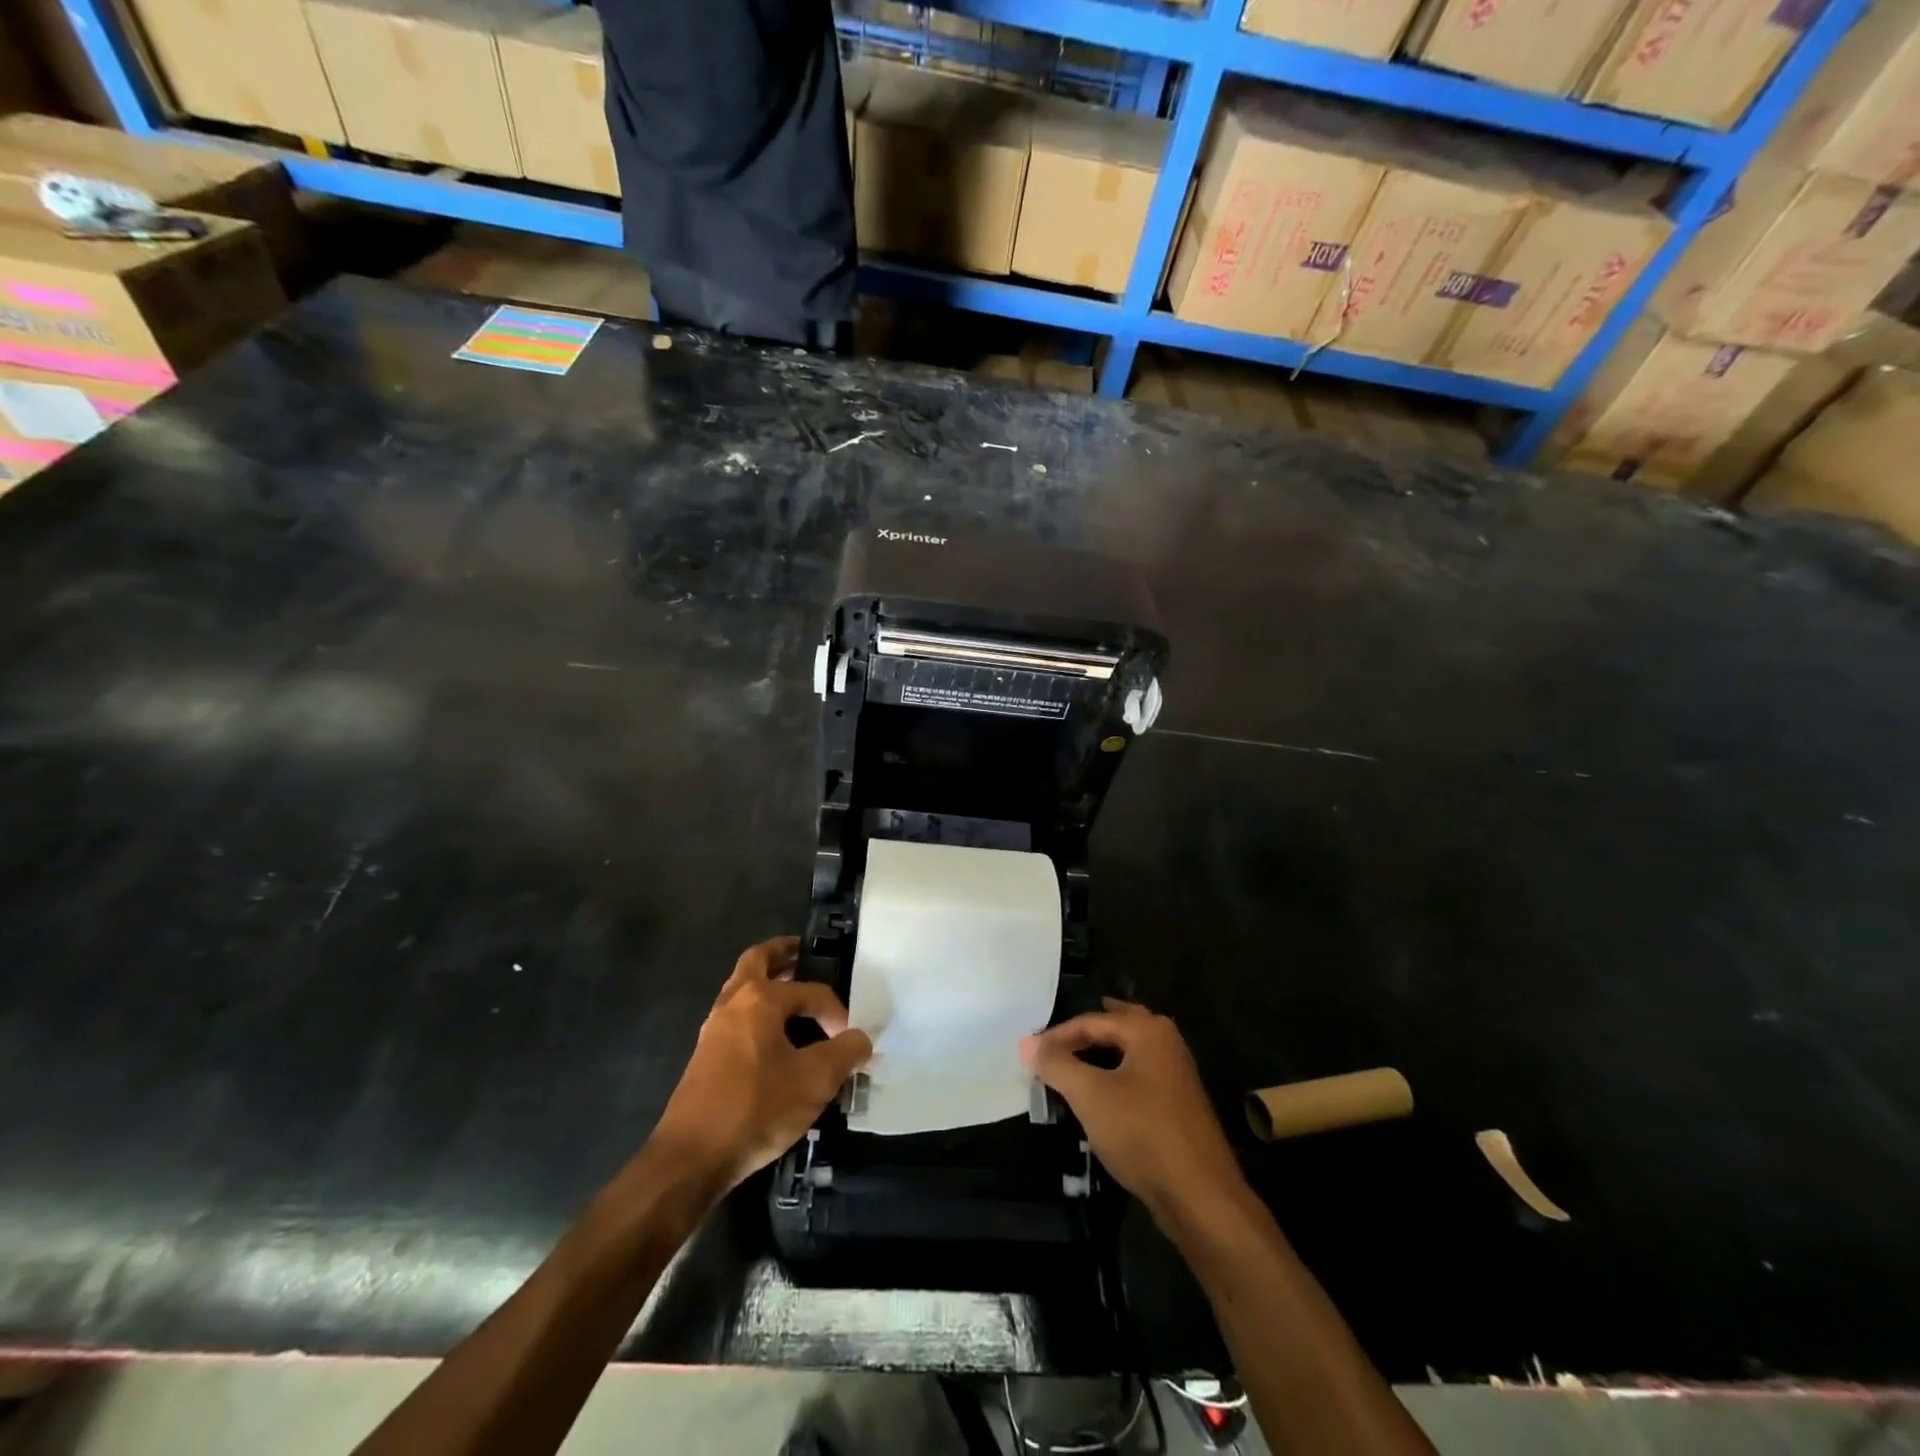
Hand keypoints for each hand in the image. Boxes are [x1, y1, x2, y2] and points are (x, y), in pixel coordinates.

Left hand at [651, 937, 872, 1193]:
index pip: (810, 990)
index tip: (849, 1040)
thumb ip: (844, 1053)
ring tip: (795, 994)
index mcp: (760, 999)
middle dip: (783, 954)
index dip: (835, 1011)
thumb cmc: (756, 1108)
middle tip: (805, 955)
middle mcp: (733, 1003)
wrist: (691, 1158)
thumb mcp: (814, 1081)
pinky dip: (757, 1012)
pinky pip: (737, 1016)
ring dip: (767, 983)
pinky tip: (774, 1038)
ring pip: (742, 988)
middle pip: (757, 961)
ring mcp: (714, 1029)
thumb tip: (861, 1039)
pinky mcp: (706, 1056)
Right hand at [1021, 998, 1245, 1226]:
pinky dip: (1112, 1080)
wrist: (1200, 1197)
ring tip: (1064, 1071)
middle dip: (1080, 1036)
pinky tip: (1094, 1100)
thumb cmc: (1142, 1133)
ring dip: (1095, 1059)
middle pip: (1112, 1028)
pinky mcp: (1177, 1105)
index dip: (1056, 1036)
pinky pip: (1135, 1078)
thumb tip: (1028, 1044)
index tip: (1027, 1053)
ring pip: (1125, 1054)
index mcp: (1147, 1030)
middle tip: (1048, 1046)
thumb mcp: (1090, 1095)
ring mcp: (1175, 1074)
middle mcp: (1165, 1042)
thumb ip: (1057, 1064)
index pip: (1091, 1020)